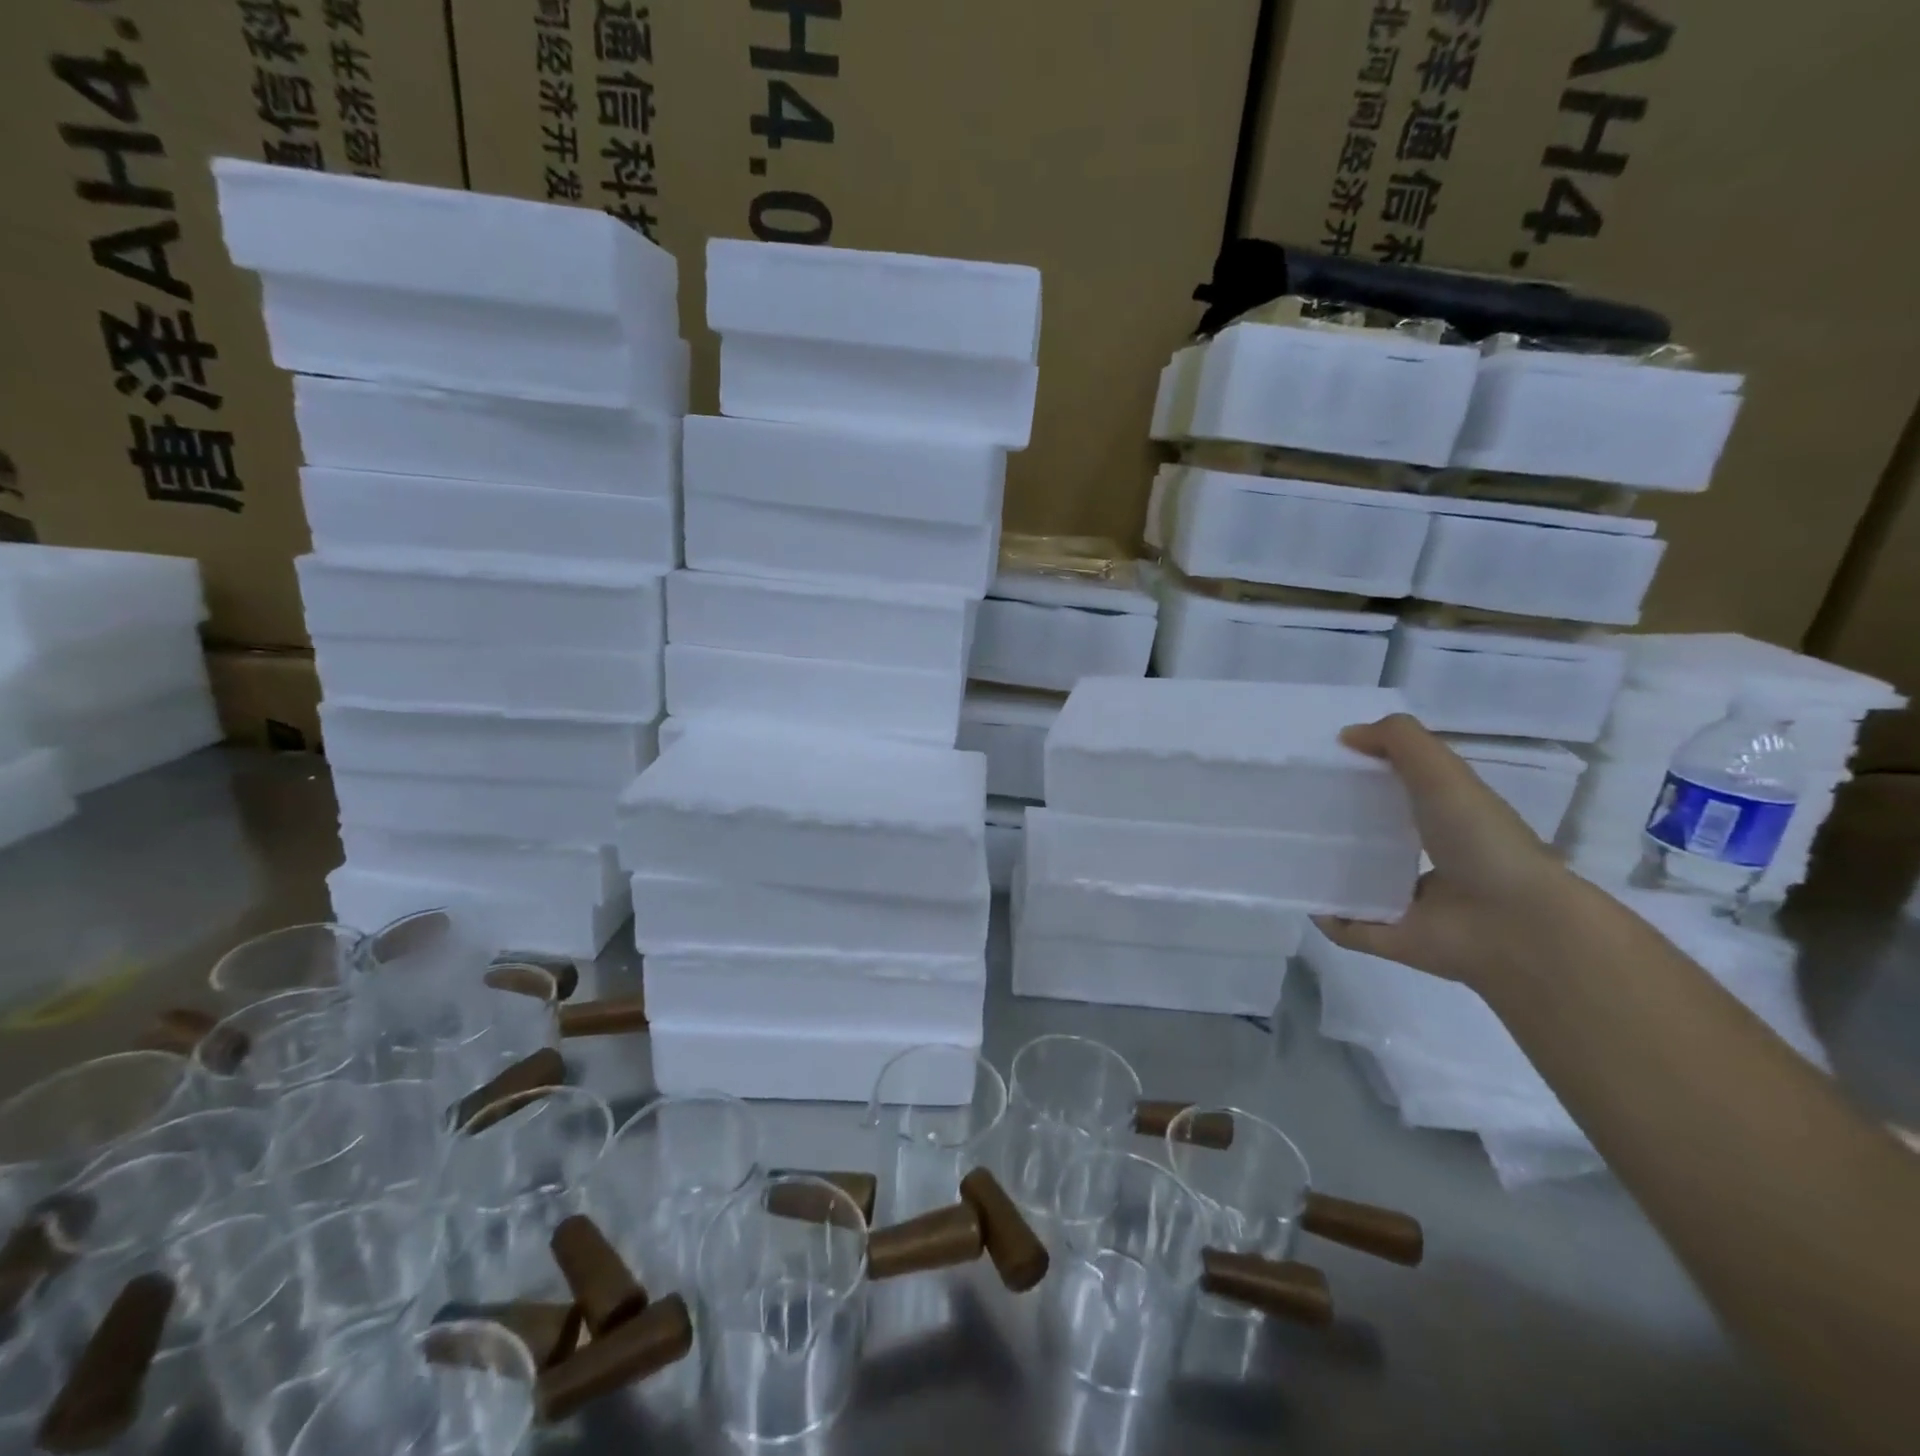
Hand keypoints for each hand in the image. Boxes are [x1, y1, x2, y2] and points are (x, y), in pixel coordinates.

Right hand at [1314, 714, 1578, 985]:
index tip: (1324, 767)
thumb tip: (1346, 736)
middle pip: (1374, 839)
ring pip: (1358, 885)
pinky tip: (1301, 895)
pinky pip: (1346, 927)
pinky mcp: (1391, 938)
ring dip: (1326, 873)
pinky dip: (1325, 917)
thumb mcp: (1443, 772)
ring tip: (1287, 851)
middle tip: (1294, 809)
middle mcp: (1430, 861)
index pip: (1401, 794)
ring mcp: (1410, 904)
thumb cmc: (1481, 840)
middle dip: (1338, 827)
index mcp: (1447, 821)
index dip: (1366, 777)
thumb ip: (1399, 741)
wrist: (1514, 924)